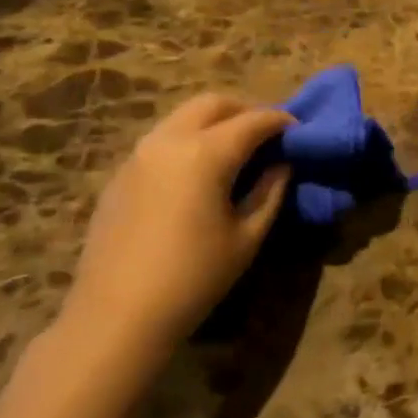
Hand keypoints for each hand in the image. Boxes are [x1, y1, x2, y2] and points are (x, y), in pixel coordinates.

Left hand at [54, 95, 292, 368]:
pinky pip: (162, 140)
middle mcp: (169, 141)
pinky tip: (199, 173)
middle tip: (268, 135)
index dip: (281, 122)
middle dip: (246, 110)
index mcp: (205, 154)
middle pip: (213, 104)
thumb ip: (270, 192)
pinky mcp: (121, 174)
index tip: (300, 131)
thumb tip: (282, 165)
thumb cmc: (194, 278)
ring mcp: (138, 155)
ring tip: (237, 151)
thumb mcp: (246, 237)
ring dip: (214, 123)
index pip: (253, 121)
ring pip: (183, 117)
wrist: (118, 314)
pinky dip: (189, 141)